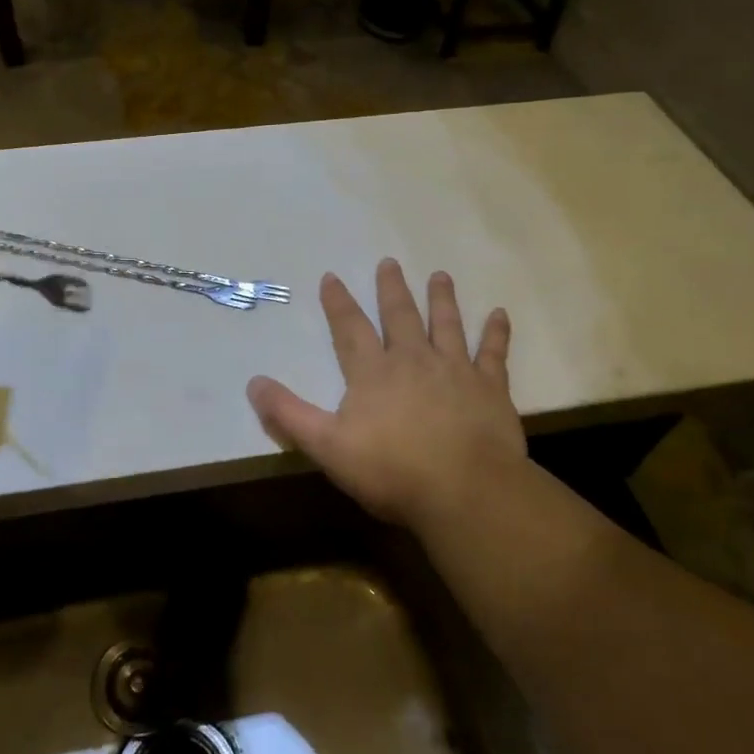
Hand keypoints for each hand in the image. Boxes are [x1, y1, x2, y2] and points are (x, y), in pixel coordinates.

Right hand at [247, 260, 528, 528]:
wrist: (465, 491)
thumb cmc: (391, 470)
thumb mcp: (326, 446)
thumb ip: (289, 414)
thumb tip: (253, 383)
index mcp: (373, 372)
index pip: (350, 328)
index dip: (338, 303)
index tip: (332, 277)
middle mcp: (413, 360)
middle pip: (400, 316)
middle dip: (392, 289)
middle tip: (389, 262)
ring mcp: (455, 370)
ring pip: (446, 324)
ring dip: (442, 299)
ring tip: (440, 275)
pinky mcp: (490, 388)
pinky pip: (493, 352)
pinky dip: (496, 332)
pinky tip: (500, 313)